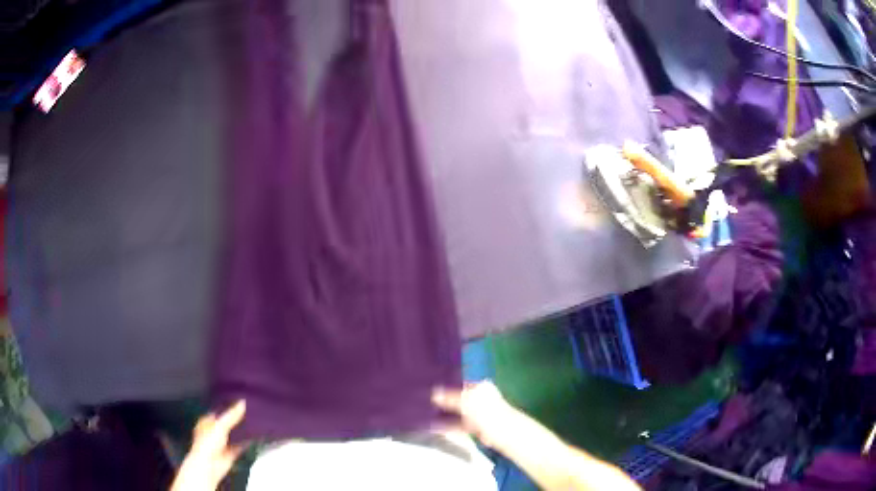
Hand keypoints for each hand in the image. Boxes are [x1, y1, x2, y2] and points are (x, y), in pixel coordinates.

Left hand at [171, 400, 247, 490]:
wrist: (209, 465)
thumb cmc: (207, 444)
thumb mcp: (220, 426)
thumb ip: (231, 415)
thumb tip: (242, 403)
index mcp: (206, 422)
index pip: (217, 411)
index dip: (227, 407)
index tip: (238, 401)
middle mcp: (213, 432)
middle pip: (226, 424)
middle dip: (236, 420)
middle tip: (249, 412)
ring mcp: (222, 443)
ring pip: (233, 435)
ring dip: (241, 432)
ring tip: (254, 424)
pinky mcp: (230, 453)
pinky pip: (240, 447)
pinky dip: (246, 444)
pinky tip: (254, 439)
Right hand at [432, 381, 515, 448]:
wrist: (501, 432)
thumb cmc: (485, 410)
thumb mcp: (465, 400)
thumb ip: (449, 398)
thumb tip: (434, 393)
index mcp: (480, 387)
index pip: (460, 383)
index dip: (446, 386)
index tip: (430, 388)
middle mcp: (480, 398)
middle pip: (459, 399)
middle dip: (445, 402)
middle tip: (425, 401)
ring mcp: (478, 413)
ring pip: (458, 412)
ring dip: (445, 414)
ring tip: (427, 413)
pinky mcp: (475, 427)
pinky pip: (459, 424)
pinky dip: (448, 425)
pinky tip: (434, 426)